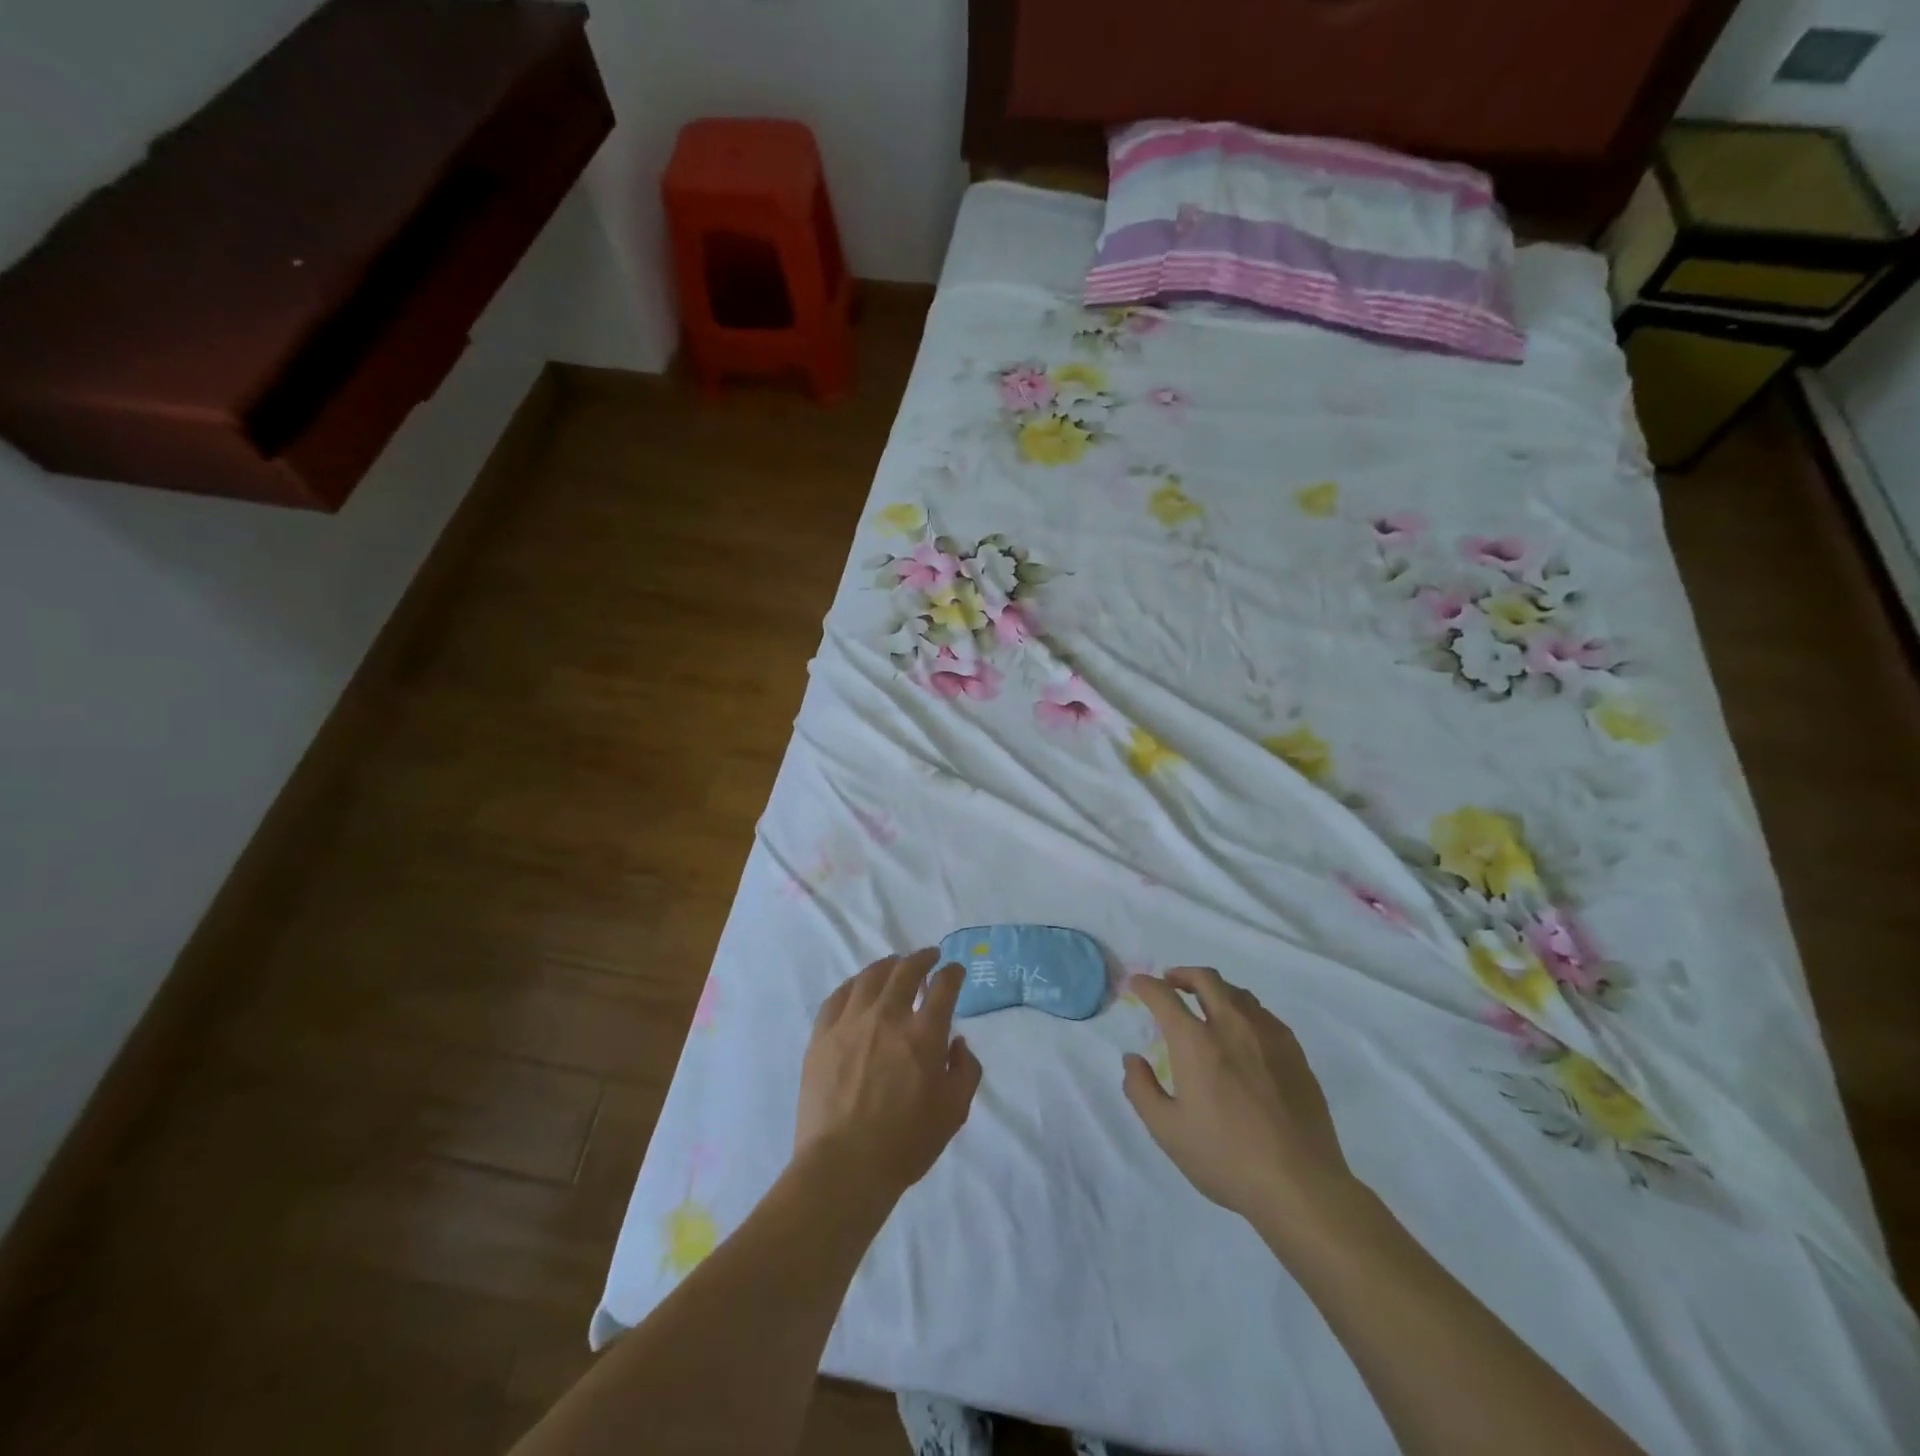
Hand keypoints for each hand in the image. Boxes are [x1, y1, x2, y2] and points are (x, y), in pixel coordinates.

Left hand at [796, 949, 981, 1200]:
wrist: (844, 1167)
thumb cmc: (905, 1144)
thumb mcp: (954, 1112)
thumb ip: (965, 1070)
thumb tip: (956, 1042)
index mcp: (924, 1034)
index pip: (943, 987)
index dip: (952, 973)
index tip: (955, 970)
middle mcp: (888, 1017)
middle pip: (906, 970)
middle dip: (922, 958)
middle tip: (929, 956)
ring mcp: (851, 1023)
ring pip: (870, 977)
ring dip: (888, 965)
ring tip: (894, 964)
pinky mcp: (822, 1035)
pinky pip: (838, 996)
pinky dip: (854, 985)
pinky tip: (858, 987)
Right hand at [1123, 966, 1353, 1225]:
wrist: (1301, 1185)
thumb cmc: (1226, 1158)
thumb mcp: (1167, 1131)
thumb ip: (1141, 1090)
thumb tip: (1132, 1059)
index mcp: (1196, 1043)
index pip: (1164, 996)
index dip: (1145, 985)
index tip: (1137, 984)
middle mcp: (1231, 1026)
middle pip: (1206, 979)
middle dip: (1183, 974)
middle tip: (1171, 982)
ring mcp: (1268, 1036)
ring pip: (1238, 993)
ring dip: (1214, 990)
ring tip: (1206, 1004)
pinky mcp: (1295, 1052)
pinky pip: (1264, 1015)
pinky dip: (1244, 1010)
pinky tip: (1243, 1032)